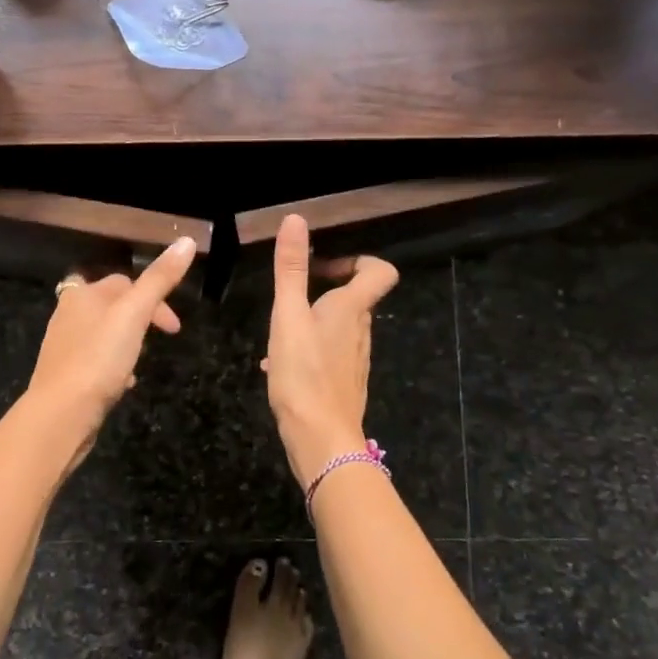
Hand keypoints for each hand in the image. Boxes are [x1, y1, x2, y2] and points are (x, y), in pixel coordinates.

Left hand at [24, 237, 197, 441]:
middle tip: (160, 340)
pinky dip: (112, 366)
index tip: (174, 328)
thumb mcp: (135, 314)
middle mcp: (68, 314)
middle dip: (139, 319)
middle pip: (112, 306)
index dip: (154, 298)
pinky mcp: (64, 374)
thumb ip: (159, 279)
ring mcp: (63, 345)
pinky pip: (95, 361)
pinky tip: (122, 383)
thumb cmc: (98, 358)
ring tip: (141, 362)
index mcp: (82, 294)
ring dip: (126, 343)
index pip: (124, 282)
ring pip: (103, 334)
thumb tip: (187, 241)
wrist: (61, 413)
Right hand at [262, 214, 398, 487]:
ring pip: (337, 327)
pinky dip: (308, 350)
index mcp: (351, 309)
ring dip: (312, 321)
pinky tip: (278, 366)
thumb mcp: (288, 316)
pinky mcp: (344, 384)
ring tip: (279, 334)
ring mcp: (354, 360)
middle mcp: (360, 331)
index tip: (324, 268)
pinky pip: (328, 354)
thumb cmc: (304, 373)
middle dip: (324, 290)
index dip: (357, 261)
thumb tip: (295, 219)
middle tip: (291, 297)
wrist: (320, 438)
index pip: (379, 271)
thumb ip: (291, 269)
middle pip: (355, 298)